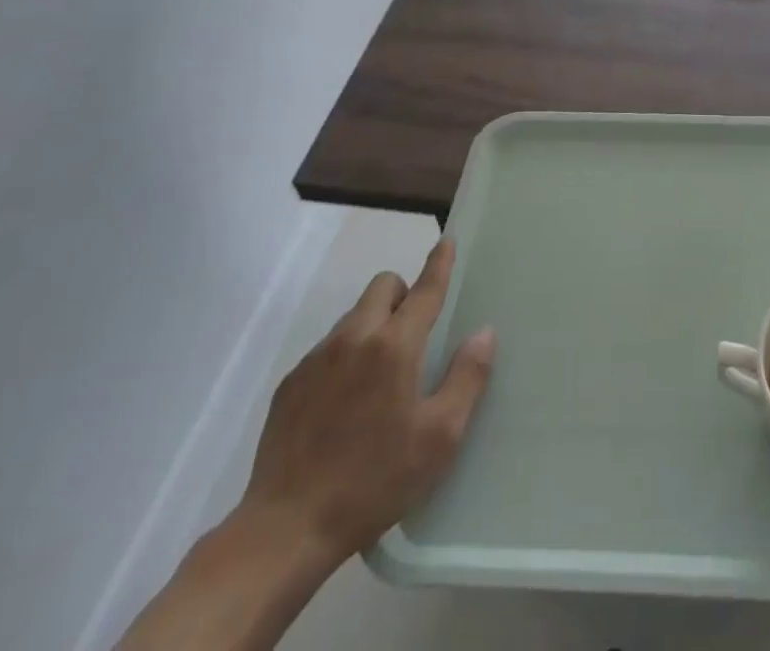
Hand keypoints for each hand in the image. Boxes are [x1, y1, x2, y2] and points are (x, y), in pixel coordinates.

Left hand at [239, 236, 495, 566]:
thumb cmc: (374, 482)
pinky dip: (345, 355)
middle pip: (383, 287)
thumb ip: (467, 377)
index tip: (447, 241)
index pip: (425, 290)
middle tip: (414, 333)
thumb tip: (484, 333)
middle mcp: (355, 338)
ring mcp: (317, 359)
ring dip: (373, 324)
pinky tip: (344, 403)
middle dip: (403, 294)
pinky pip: (327, 347)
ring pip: (354, 316)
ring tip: (378, 375)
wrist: (285, 529)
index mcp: (395, 347)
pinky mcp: (291, 383)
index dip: (439, 264)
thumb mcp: (439, 438)